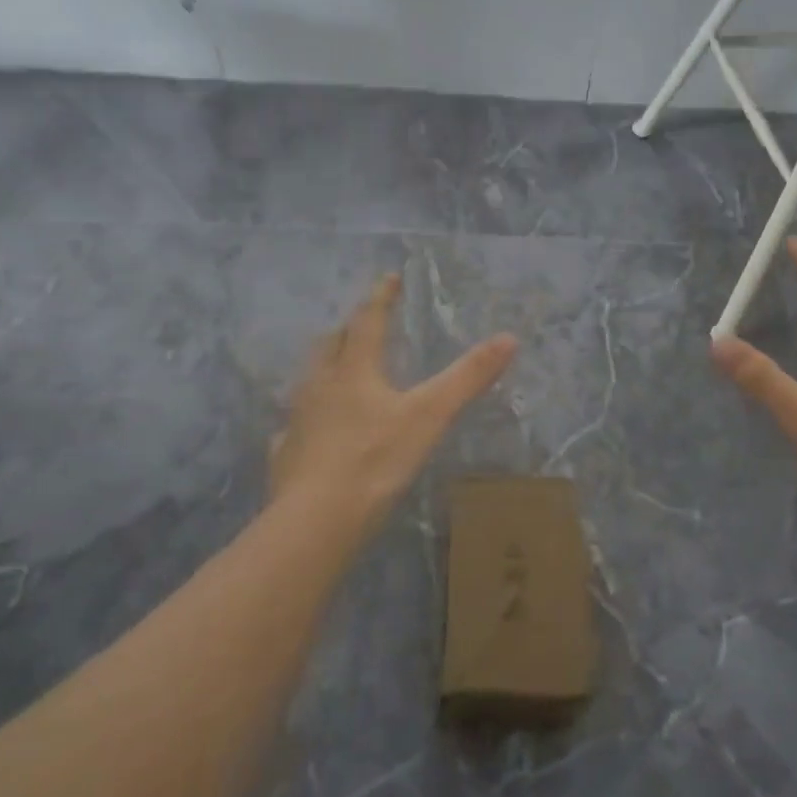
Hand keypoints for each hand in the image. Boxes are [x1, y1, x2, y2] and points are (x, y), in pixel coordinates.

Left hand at [270, 273, 517, 536]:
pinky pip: (297, 422)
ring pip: (311, 379)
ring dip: (328, 365)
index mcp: (353, 371)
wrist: (317, 519)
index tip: (389, 277)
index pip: (367, 321)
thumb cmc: (376, 461)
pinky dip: (311, 413)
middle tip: (363, 322)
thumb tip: (509, 338)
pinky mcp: (287, 451)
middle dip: (349, 328)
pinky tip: (317, 429)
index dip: (381, 297)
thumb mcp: (430, 416)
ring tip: (341, 368)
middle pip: (331, 345)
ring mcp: (298, 419)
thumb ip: (467, 378)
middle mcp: (319, 386)